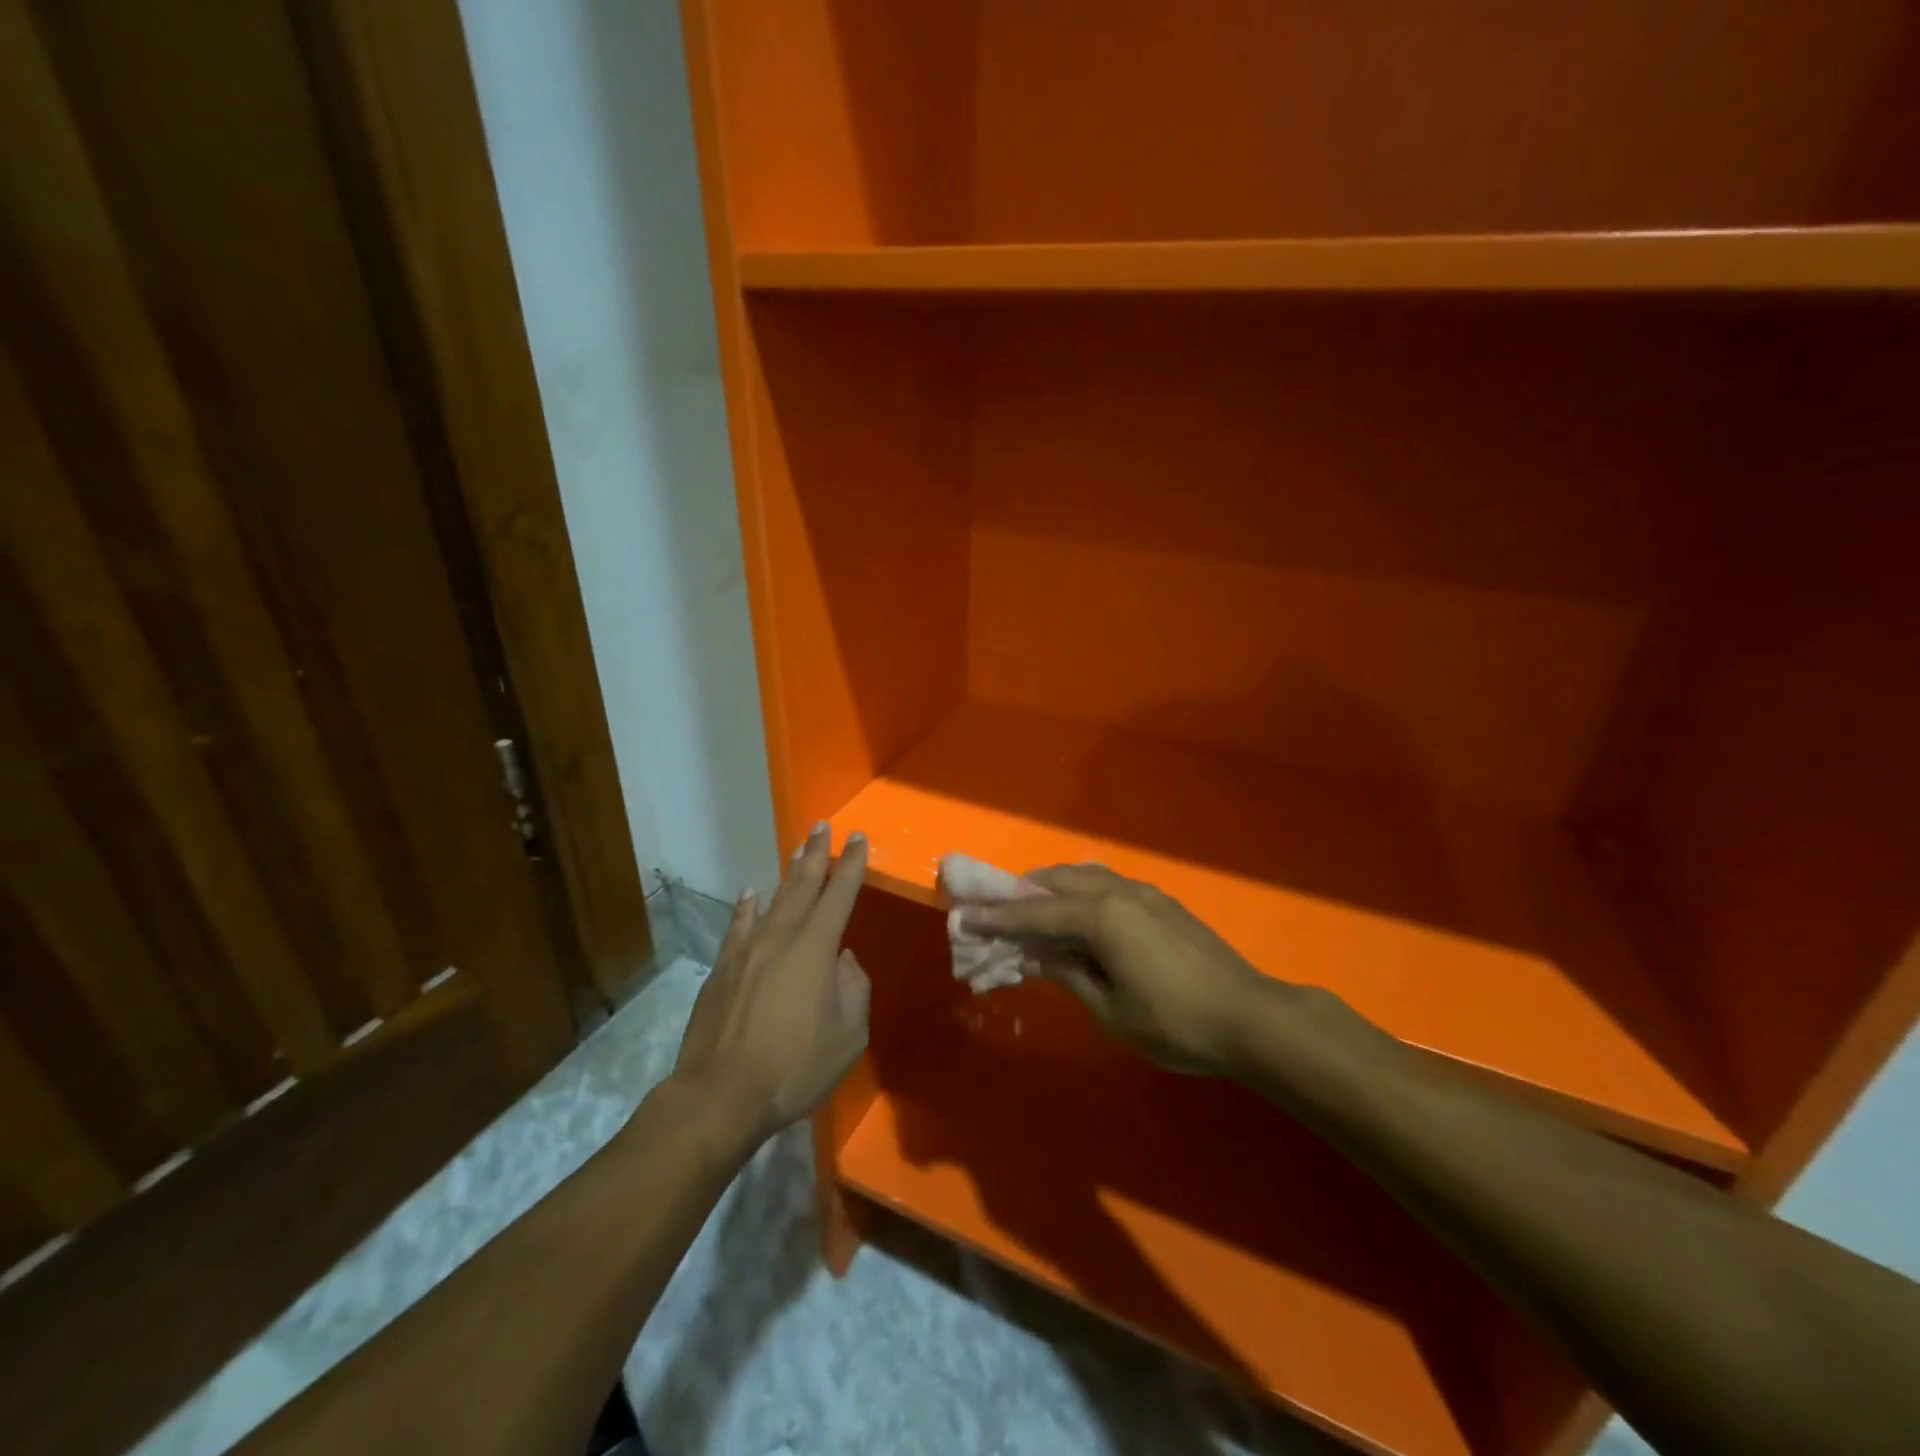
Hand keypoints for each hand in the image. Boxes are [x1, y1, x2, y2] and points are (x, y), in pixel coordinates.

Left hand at [673, 823, 869, 1146]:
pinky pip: (739, 926)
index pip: (839, 895)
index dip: (851, 865)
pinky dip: (747, 907)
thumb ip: (854, 991)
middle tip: (823, 827)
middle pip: (802, 886)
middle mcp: (781, 937)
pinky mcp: (722, 968)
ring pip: (772, 900)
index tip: (858, 839)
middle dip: (816, 854)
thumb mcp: (848, 1036)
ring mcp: (746, 950)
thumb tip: (843, 962)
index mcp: (816, 949)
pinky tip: (751, 895)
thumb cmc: (794, 1067)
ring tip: (797, 850)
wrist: (720, 1095)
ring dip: (788, 874)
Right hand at [960, 865, 1269, 1073]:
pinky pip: (1107, 885)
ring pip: (1085, 876)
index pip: (1035, 912)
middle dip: (1022, 893)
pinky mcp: (1162, 902)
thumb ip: (1070, 974)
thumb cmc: (1176, 1023)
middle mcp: (1119, 891)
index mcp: (1101, 916)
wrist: (1250, 1017)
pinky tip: (1077, 914)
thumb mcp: (1111, 1009)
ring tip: (1031, 909)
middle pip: (1058, 880)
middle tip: (995, 909)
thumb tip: (1040, 955)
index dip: (997, 917)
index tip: (964, 916)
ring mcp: (1144, 893)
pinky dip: (1080, 893)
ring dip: (1053, 889)